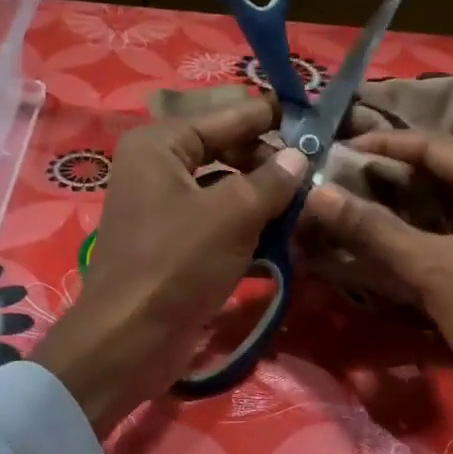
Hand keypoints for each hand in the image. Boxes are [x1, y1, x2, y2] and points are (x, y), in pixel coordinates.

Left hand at [31, 95, 306, 435]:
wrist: (129, 339)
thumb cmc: (178, 263)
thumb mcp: (233, 214)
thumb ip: (272, 180)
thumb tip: (299, 155)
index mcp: (162, 144)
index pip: (229, 115)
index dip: (272, 116)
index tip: (316, 114)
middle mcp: (159, 166)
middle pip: (227, 150)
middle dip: (272, 160)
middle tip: (322, 164)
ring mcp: (164, 205)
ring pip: (226, 187)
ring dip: (265, 194)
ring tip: (311, 197)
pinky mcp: (174, 240)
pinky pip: (219, 218)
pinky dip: (249, 223)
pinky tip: (285, 231)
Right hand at [304, 129, 452, 453]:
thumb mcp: (434, 268)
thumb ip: (374, 228)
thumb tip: (317, 194)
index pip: (437, 146)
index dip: (385, 144)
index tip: (338, 146)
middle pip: (439, 172)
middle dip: (388, 174)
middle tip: (336, 175)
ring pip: (441, 204)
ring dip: (397, 204)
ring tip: (348, 200)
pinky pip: (446, 232)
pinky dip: (412, 232)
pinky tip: (378, 237)